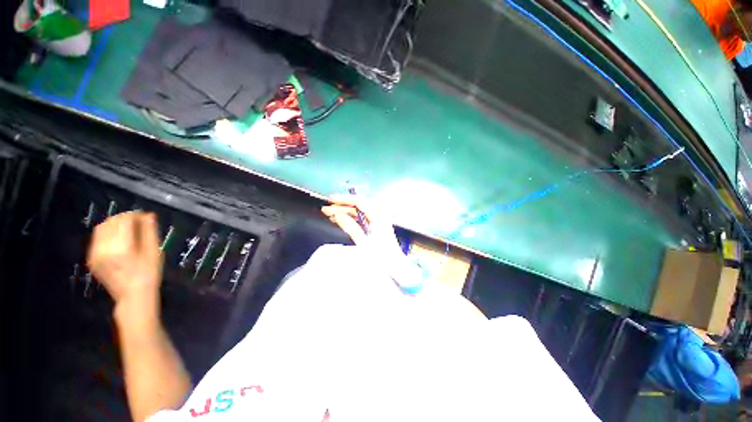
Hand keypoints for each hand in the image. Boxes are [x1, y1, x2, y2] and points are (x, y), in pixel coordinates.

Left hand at [87, 211, 162, 310]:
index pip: (124, 220)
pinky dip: (107, 233)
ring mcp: (95, 254)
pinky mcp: (92, 258)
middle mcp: (104, 248)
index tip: (145, 216)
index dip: (135, 215)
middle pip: (111, 222)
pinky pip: (97, 238)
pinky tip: (118, 238)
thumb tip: (149, 216)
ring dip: (114, 224)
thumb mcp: (154, 251)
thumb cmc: (149, 273)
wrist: (133, 295)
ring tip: (128, 228)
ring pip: (101, 228)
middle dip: (124, 218)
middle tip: (138, 221)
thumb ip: (150, 232)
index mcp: (121, 247)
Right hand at [322, 195, 422, 290]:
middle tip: (326, 209)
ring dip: (344, 212)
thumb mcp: (363, 243)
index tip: (331, 200)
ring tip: (329, 215)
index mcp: (378, 217)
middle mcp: (378, 216)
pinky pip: (361, 219)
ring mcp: (377, 222)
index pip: (360, 201)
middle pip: (358, 206)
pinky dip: (350, 219)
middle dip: (342, 206)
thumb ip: (350, 227)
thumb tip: (338, 214)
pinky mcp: (375, 228)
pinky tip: (340, 220)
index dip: (344, 199)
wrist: (395, 268)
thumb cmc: (381, 257)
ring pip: (358, 212)